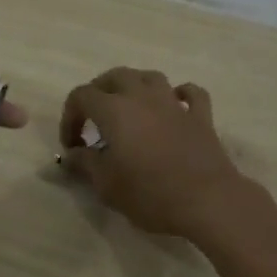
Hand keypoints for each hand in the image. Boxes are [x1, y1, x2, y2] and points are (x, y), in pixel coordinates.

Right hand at [57, 68, 252, 240]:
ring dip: (135, 86)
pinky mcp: (201, 117)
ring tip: (129, 108)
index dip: (69, 117)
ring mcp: (175, 104)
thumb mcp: (106, 184)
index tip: (72, 146)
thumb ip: (85, 164)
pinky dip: (179, 94)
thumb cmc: (149, 194)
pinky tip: (175, 106)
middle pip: (115, 76)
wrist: (206, 201)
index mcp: (114, 110)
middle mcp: (143, 97)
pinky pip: (190, 93)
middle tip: (94, 118)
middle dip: (99, 92)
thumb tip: (72, 154)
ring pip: (151, 77)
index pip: (81, 96)